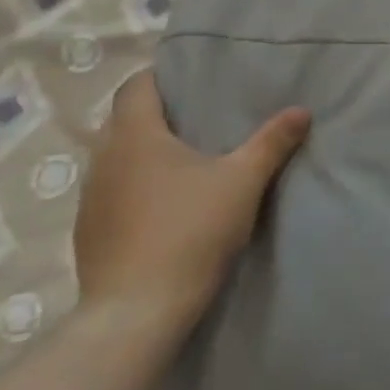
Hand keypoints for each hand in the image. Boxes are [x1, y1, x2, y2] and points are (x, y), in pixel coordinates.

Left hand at [73, 71, 309, 342]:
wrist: (137, 312)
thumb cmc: (190, 231)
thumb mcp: (243, 181)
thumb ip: (272, 142)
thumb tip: (301, 110)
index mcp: (136, 136)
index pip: (136, 87)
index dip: (160, 77)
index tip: (190, 81)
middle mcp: (104, 159)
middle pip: (125, 121)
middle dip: (158, 115)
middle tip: (199, 120)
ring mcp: (90, 199)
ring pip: (116, 159)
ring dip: (144, 155)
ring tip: (184, 163)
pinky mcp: (88, 234)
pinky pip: (112, 193)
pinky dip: (134, 188)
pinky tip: (164, 207)